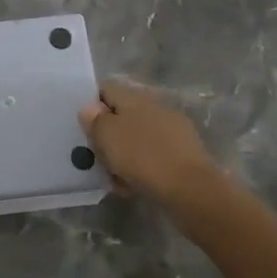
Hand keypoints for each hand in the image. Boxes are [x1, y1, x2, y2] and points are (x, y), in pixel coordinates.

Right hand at [78, 79, 229, 213]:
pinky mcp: (184, 152)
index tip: (85, 128)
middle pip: (122, 115)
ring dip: (125, 153)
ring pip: (138, 137)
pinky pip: (154, 154)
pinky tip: (135, 185)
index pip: (107, 88)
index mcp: (135, 97)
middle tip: (98, 156)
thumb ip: (94, 119)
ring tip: (115, 177)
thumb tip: (90, 107)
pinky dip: (142, 166)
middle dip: (109, 134)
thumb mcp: (107, 136)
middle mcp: (155, 106)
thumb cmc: (143, 157)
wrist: (191, 189)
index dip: (93, 105)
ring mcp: (173, 128)